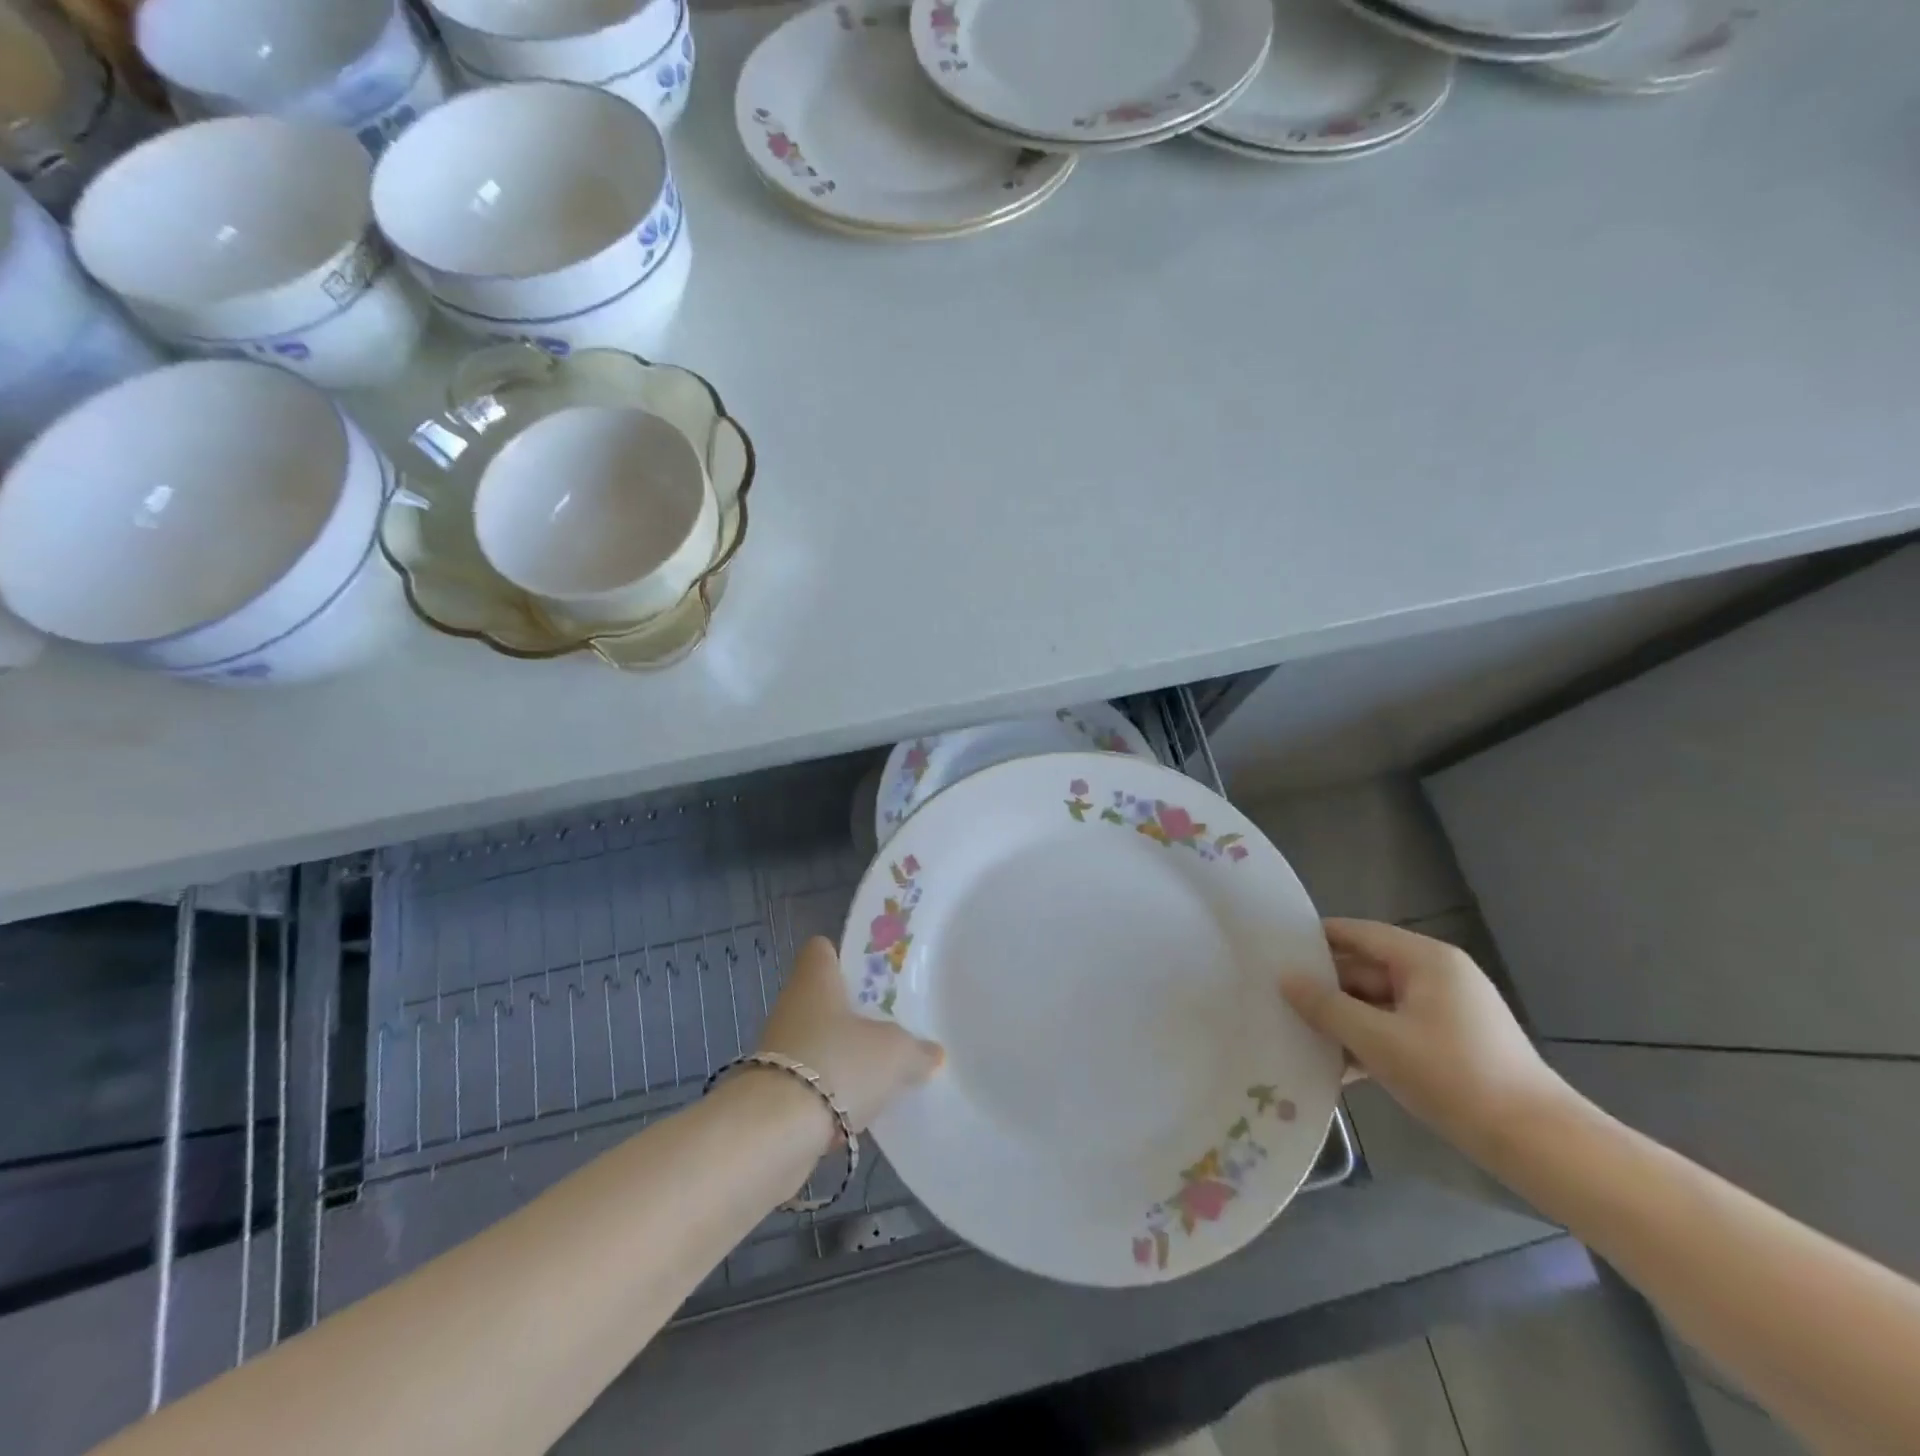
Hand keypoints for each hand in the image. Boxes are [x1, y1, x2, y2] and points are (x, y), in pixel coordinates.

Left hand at [757, 937, 943, 1130]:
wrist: (774, 1133)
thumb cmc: (838, 1064)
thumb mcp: (895, 1053)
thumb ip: (916, 1050)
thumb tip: (931, 1052)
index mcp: (815, 980)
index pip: (822, 950)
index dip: (844, 957)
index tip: (872, 975)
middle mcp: (791, 1007)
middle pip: (824, 999)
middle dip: (853, 1014)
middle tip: (890, 1026)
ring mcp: (778, 1050)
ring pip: (818, 1042)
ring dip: (843, 1056)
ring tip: (880, 1073)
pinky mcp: (773, 1093)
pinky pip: (810, 1083)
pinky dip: (831, 1094)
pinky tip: (857, 1110)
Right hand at [1281, 918, 1571, 1158]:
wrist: (1539, 1145)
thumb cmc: (1454, 1077)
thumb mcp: (1378, 1041)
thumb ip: (1327, 1007)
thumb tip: (1286, 979)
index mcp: (1424, 959)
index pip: (1356, 933)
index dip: (1313, 939)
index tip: (1271, 950)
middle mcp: (1436, 974)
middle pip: (1365, 969)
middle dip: (1324, 987)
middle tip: (1276, 999)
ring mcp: (1446, 1010)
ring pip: (1377, 1003)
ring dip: (1343, 1020)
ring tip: (1296, 1035)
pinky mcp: (1451, 1042)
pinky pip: (1396, 1028)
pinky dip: (1368, 1042)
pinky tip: (1336, 1068)